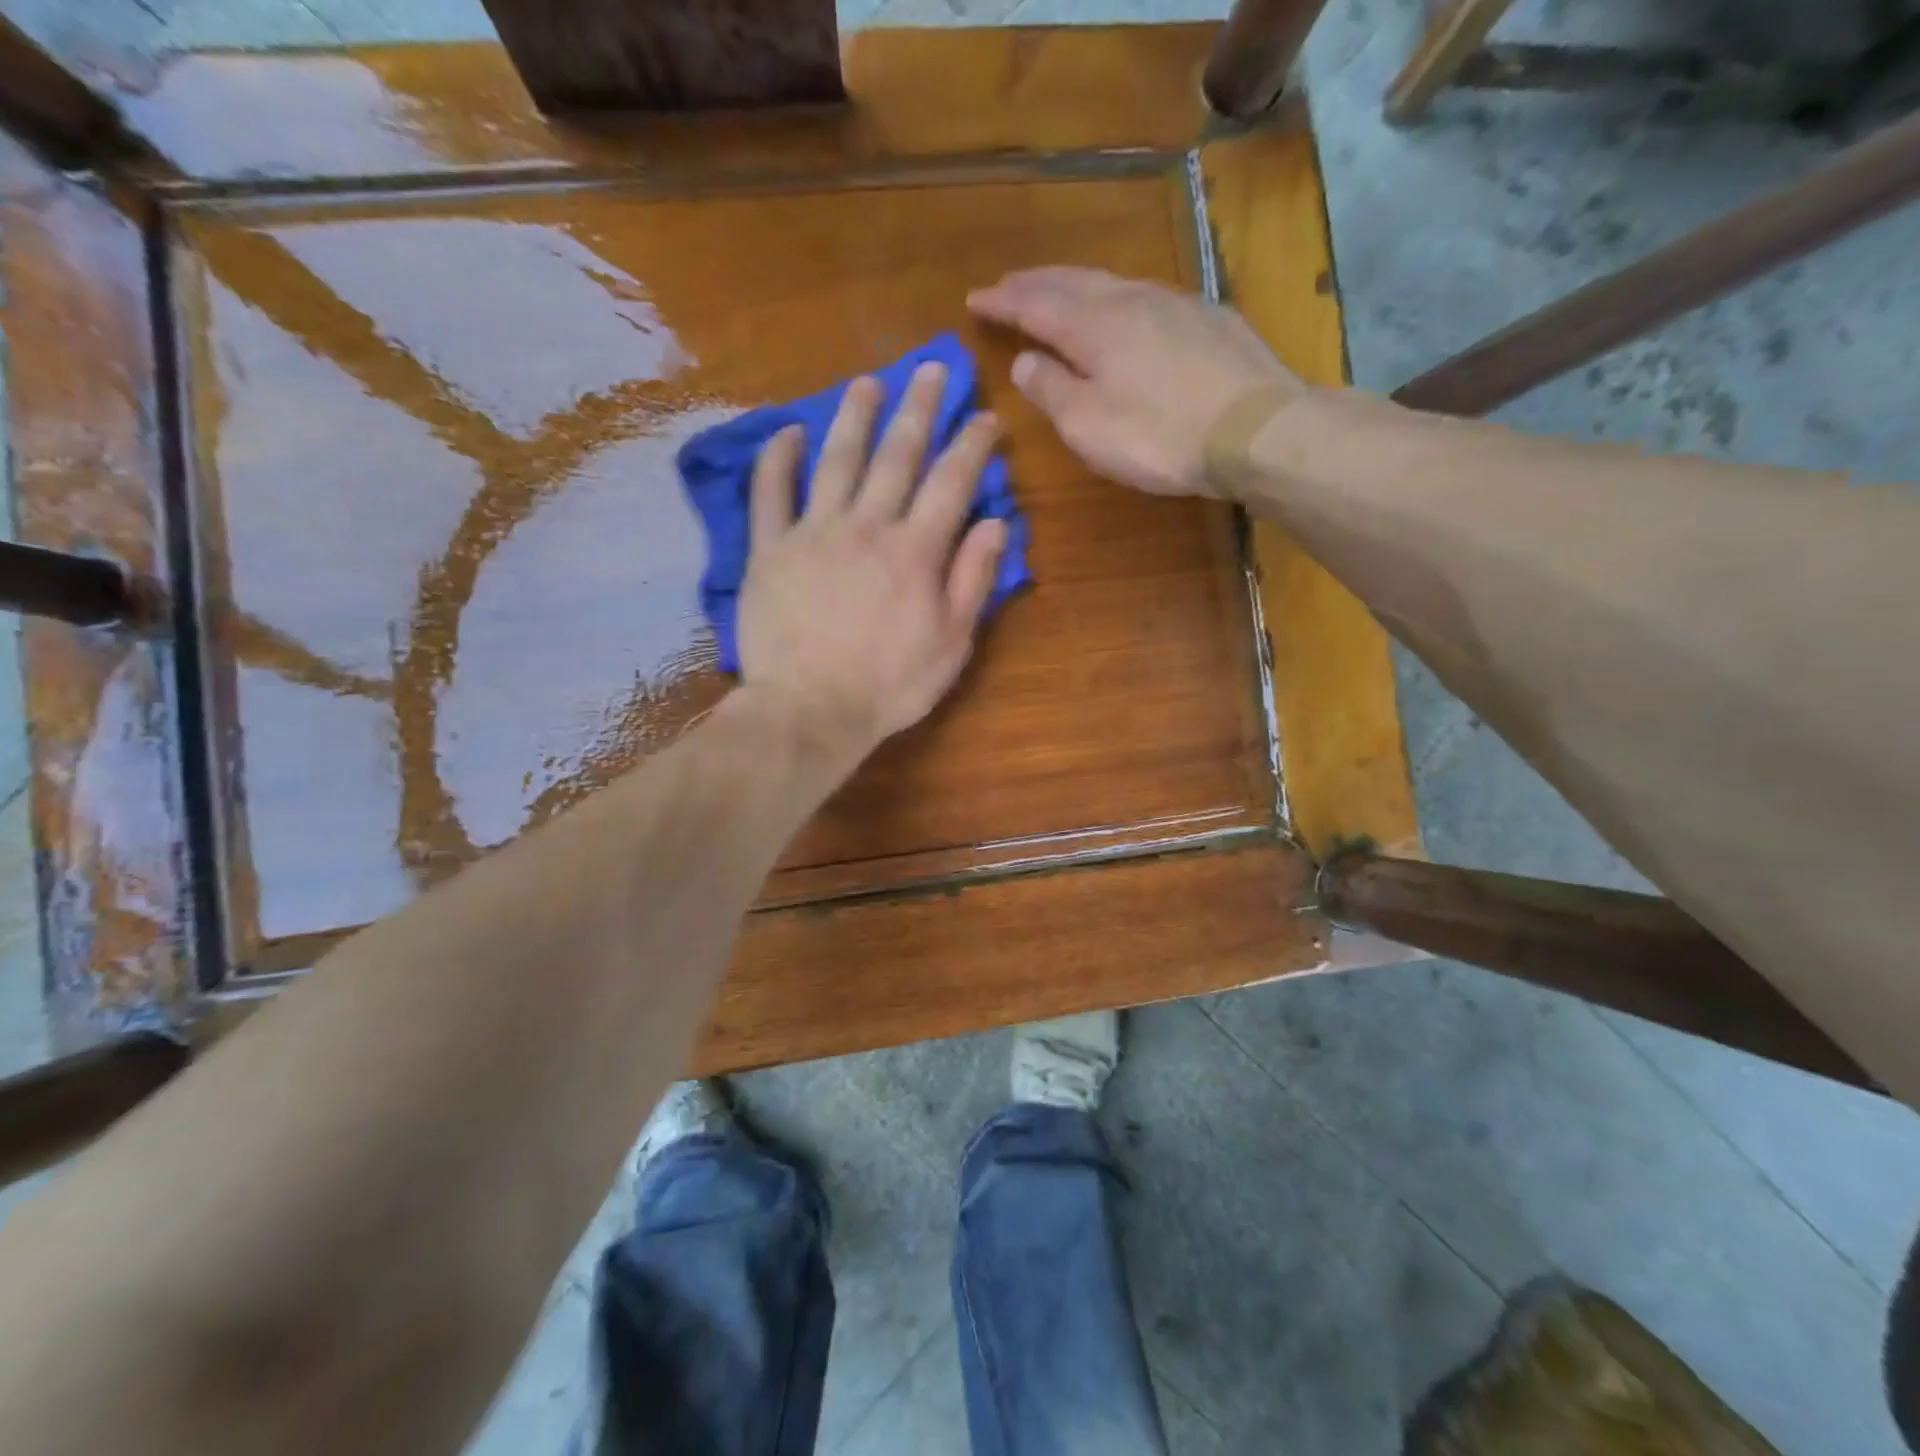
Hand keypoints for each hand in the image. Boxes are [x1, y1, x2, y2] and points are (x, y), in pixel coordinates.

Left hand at [736, 364, 1008, 763]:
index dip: (972, 444)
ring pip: (836, 460)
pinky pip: (770, 493)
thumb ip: (973, 580)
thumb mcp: (951, 643)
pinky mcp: (769, 550)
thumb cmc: (889, 685)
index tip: (986, 415)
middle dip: (919, 409)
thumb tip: (996, 523)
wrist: (809, 709)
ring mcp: (813, 533)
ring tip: (867, 382)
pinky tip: (787, 432)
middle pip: (896, 456)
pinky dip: (777, 459)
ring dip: (854, 417)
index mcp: (915, 550)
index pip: (951, 482)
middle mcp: (867, 526)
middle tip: (931, 369)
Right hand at [968, 267, 1307, 498]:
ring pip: (1111, 282)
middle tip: (1007, 285)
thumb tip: (1024, 361)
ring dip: (1075, 285)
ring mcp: (1174, 303)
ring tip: (1056, 291)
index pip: (1035, 304)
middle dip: (1034, 283)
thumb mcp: (1090, 426)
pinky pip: (1144, 296)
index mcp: (1094, 326)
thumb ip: (1052, 391)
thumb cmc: (1160, 435)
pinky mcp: (1206, 318)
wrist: (1256, 428)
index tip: (974, 299)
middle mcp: (1130, 300)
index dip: (1003, 302)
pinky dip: (1115, 298)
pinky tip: (1120, 310)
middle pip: (1072, 281)